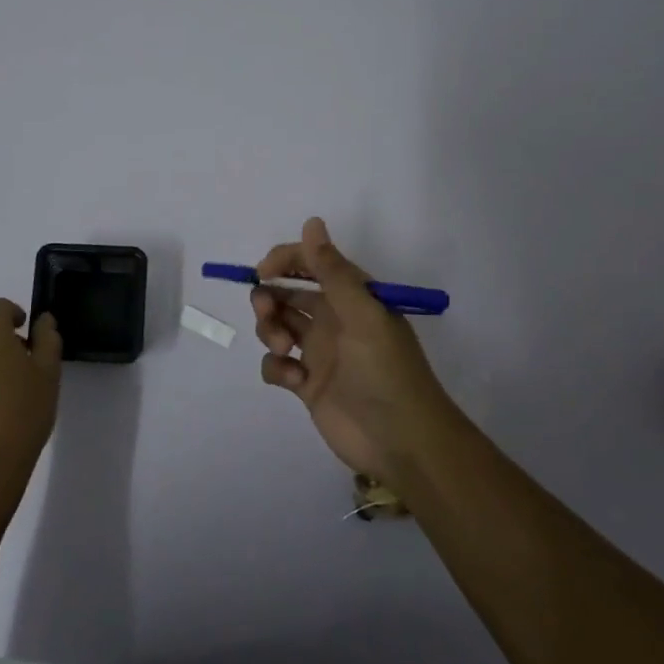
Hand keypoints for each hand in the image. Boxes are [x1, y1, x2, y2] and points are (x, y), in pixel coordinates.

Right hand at [250, 217, 459, 484]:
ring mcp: (319, 352)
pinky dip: (277, 367)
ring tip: (283, 348)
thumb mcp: (362, 315)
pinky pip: (277, 364)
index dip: (284, 261)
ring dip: (270, 330)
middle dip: (269, 297)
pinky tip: (294, 380)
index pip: (311, 264)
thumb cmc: (386, 371)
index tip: (262, 272)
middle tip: (267, 311)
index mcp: (351, 297)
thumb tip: (312, 222)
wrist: (402, 441)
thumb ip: (332, 270)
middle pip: (287, 294)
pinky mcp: (307, 384)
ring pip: (277, 326)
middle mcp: (333, 319)